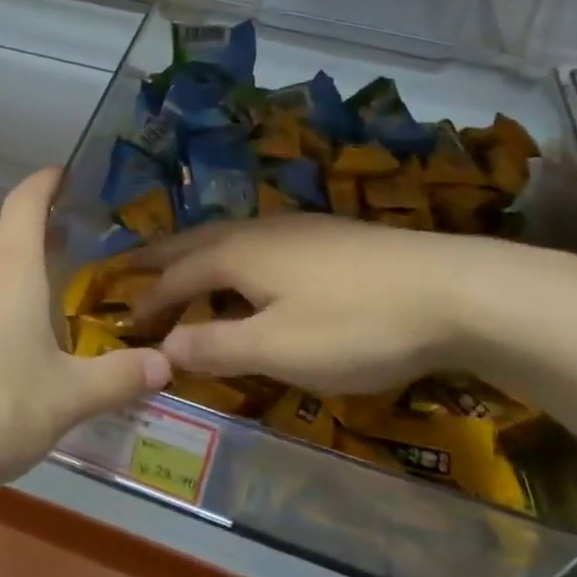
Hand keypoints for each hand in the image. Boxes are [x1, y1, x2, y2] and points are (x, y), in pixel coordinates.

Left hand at [0, 168, 171, 503]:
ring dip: (2, 267)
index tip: (64, 175)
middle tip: (64, 248)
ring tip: (31, 298)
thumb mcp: (68, 398)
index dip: (45, 181)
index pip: (25, 201)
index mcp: (9, 268)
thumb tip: (166, 364)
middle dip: (30, 229)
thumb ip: (120, 377)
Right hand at [129, 213, 521, 394]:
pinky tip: (251, 277)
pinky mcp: (326, 236)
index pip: (174, 277)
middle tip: (128, 270)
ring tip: (181, 274)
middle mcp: (255, 231)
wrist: (453, 288)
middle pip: (192, 243)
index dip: (146, 301)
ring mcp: (294, 228)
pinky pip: (256, 244)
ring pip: (226, 239)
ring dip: (194, 258)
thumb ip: (215, 346)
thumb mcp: (278, 349)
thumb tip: (163, 346)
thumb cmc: (356, 324)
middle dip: (158, 260)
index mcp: (235, 255)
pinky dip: (230, 260)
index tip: (123, 322)